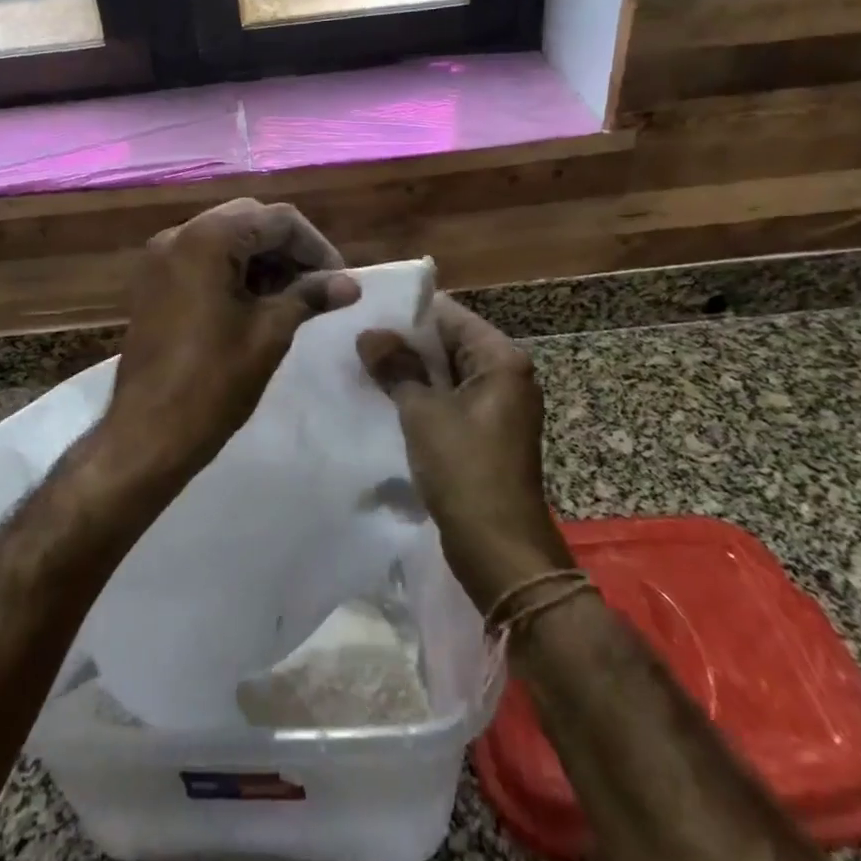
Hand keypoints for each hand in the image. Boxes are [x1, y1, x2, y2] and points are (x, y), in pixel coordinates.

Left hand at [106, 199, 359, 477]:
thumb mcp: (270, 333)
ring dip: (263, 260)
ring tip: (293, 299)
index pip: (279, 219)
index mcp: (208, 238)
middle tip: (318, 288)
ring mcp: (161, 258)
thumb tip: (350, 284)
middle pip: (250, 221)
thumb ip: (309, 296)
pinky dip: (235, 271)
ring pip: (226, 238)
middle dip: (289, 250)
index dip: (316, 247)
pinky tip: (257, 304)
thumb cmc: (213, 381)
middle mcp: (179, 234)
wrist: (147, 433)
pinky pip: (203, 259)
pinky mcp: (154, 282)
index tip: (339, 282)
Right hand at [357, 297, 571, 610]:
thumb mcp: (423, 412)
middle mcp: (505, 376)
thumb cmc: (465, 469)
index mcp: (501, 360)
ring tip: (362, 364)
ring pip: (445, 374)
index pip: (450, 316)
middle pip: (448, 343)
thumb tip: (369, 333)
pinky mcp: (484, 434)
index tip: (366, 311)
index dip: (408, 313)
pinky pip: (448, 401)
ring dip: (409, 372)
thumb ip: (396, 367)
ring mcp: (496, 406)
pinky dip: (420, 397)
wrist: (499, 550)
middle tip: (355, 338)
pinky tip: (383, 398)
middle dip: (405, 343)